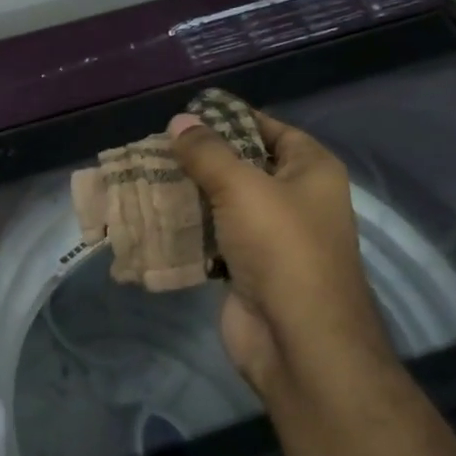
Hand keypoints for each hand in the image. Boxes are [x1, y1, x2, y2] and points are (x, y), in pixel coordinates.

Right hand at [167, 107, 388, 392]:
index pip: (271, 129)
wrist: (297, 339)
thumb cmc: (281, 248)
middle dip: (200, 159)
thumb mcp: (242, 187)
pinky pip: (213, 237)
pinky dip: (187, 229)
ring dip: (188, 194)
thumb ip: (207, 152)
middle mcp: (296, 199)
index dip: (232, 119)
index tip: (187, 115)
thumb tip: (179, 121)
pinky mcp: (247, 267)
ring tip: (144, 177)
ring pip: (223, 203)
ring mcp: (271, 237)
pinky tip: (153, 217)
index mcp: (311, 171)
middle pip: (243, 166)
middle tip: (154, 147)